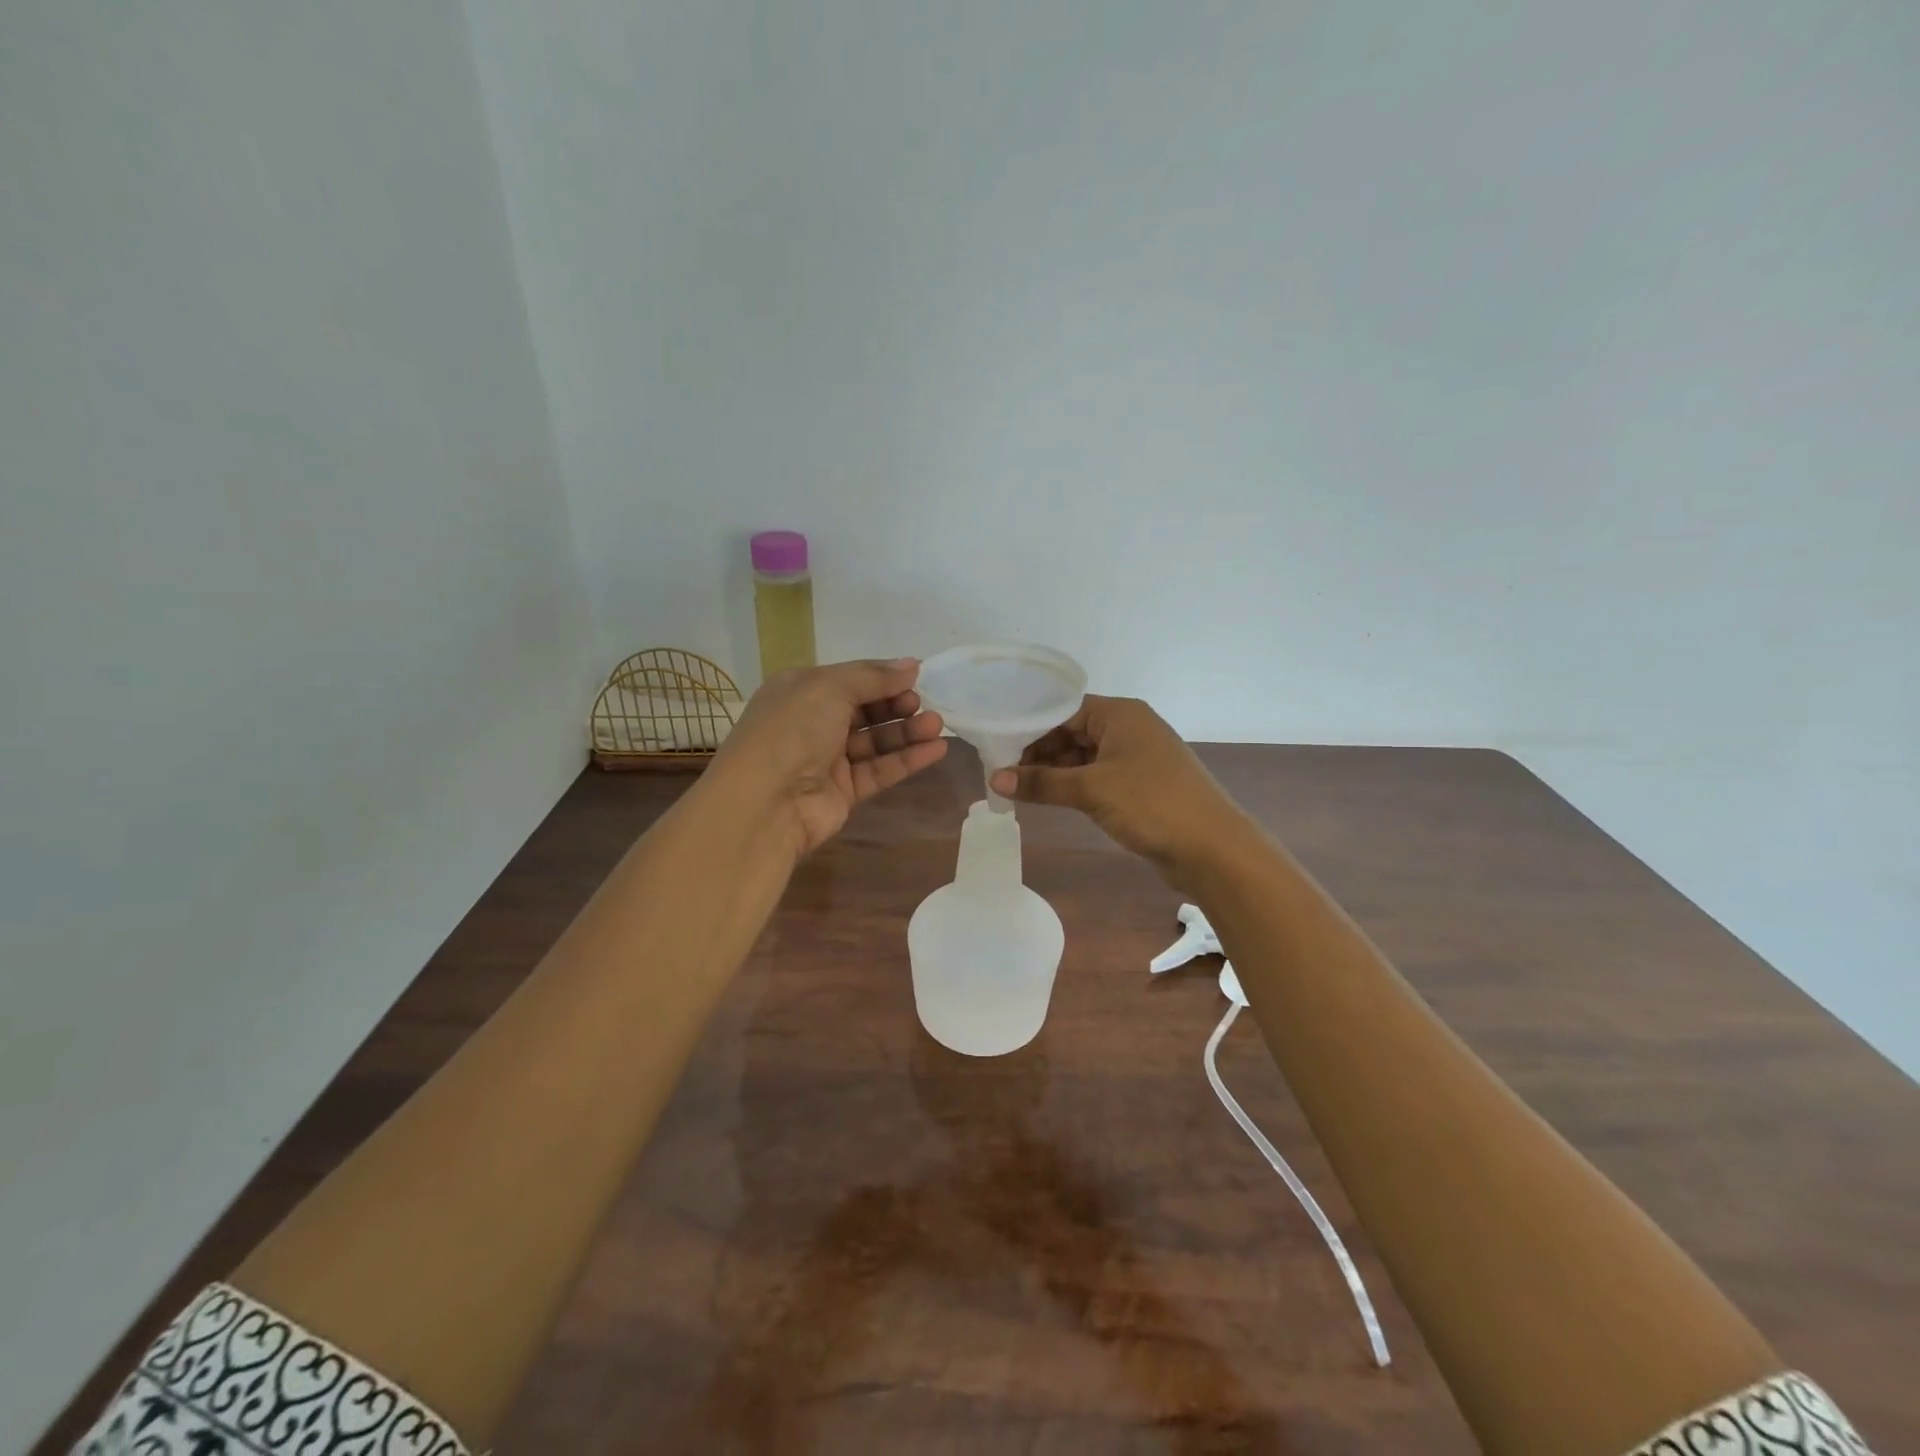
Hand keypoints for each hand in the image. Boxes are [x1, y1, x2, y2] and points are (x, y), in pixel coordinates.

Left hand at [711, 659, 947, 855]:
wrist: (765, 803)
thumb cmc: (792, 731)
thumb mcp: (829, 688)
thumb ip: (873, 677)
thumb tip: (912, 666)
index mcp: (800, 690)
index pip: (850, 678)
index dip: (883, 677)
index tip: (918, 677)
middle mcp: (813, 723)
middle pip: (865, 709)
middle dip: (896, 704)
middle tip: (923, 704)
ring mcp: (828, 759)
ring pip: (875, 741)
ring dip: (907, 731)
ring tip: (937, 726)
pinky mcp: (844, 791)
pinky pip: (880, 770)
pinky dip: (907, 759)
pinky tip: (936, 749)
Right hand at [988, 695, 1245, 888]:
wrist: (1213, 848)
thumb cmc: (1151, 804)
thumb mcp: (1091, 790)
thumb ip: (1042, 783)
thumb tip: (994, 779)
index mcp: (1120, 714)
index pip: (1063, 710)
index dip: (1029, 728)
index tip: (997, 748)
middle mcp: (1128, 728)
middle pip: (1072, 732)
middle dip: (1038, 752)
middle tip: (1002, 773)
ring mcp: (1136, 757)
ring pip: (1083, 756)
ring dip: (1054, 772)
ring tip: (1018, 789)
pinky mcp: (1140, 785)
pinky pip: (1097, 776)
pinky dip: (1073, 785)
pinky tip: (1049, 798)